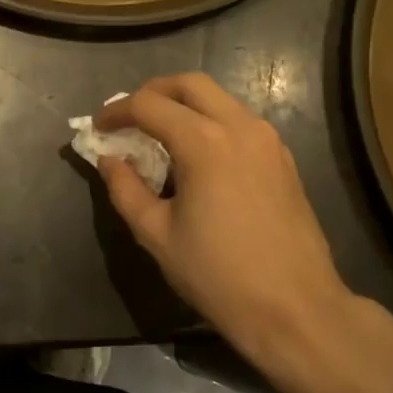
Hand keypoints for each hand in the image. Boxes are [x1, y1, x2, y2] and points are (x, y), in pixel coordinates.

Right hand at [94, 73, 364, 372]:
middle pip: (190, 84)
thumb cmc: (217, 274)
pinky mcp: (283, 159)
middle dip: (153, 93)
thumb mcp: (156, 235)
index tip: (98, 128)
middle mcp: (239, 127)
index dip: (117, 111)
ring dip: (184, 106)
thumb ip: (125, 189)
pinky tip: (197, 157)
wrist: (294, 308)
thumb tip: (110, 160)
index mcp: (204, 142)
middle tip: (129, 118)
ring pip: (220, 99)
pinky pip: (240, 122)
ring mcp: (268, 141)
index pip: (149, 105)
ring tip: (160, 137)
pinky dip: (211, 123)